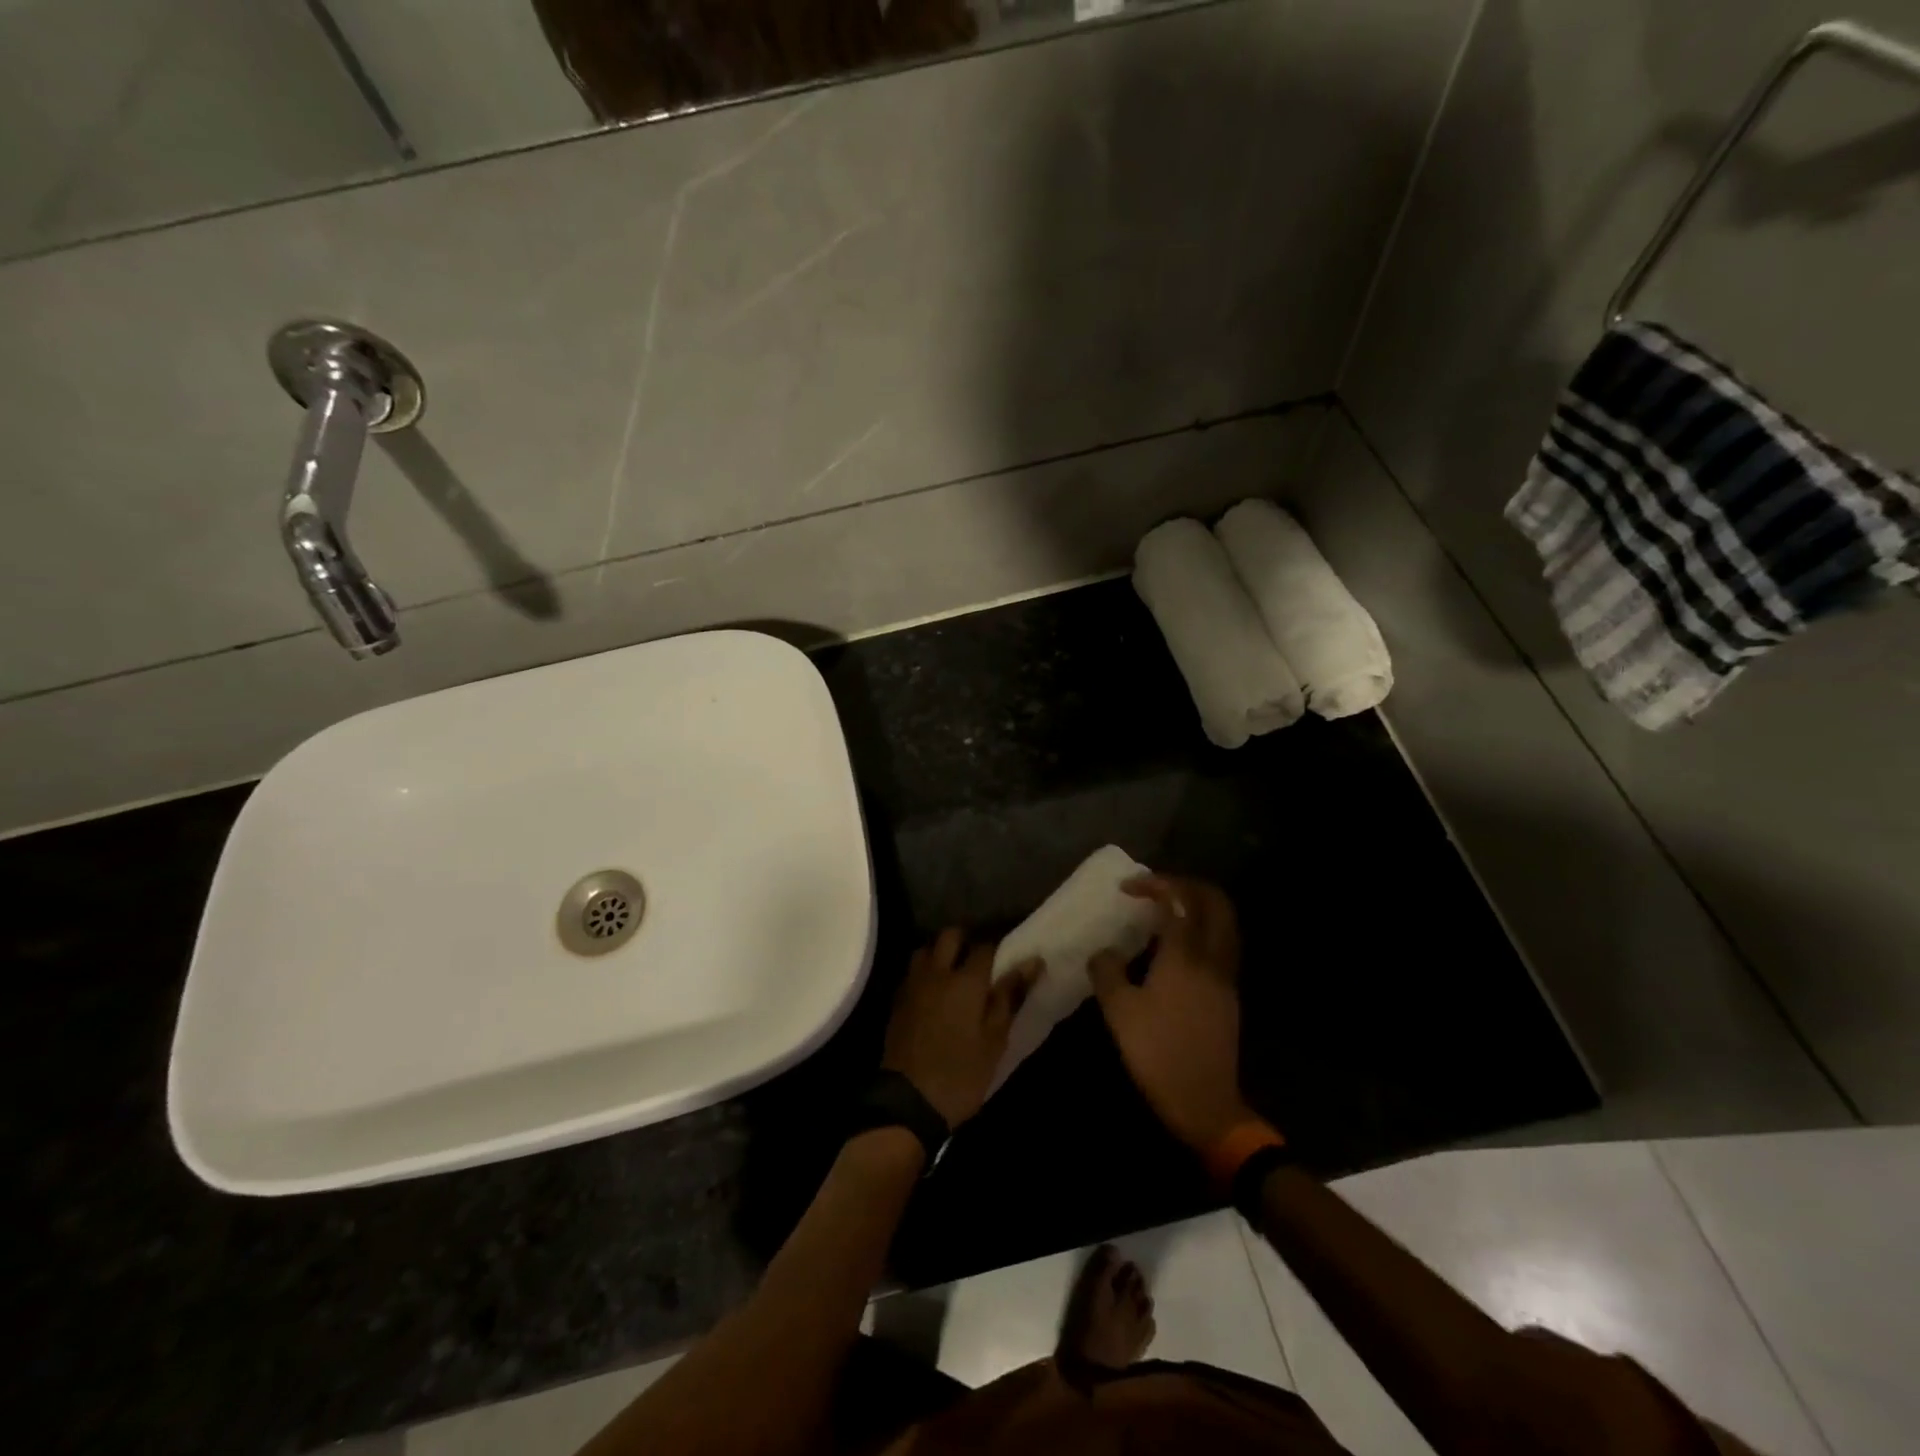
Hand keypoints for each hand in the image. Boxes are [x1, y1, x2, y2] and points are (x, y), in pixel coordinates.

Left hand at [882, 929, 1043, 1128]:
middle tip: (978, 962)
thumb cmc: (961, 1074)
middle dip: (966, 940)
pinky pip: (913, 971)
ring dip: (940, 953)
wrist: (908, 1102)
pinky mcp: (897, 1000)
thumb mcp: (995, 1040)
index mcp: (965, 981)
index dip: (998, 948)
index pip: (985, 947)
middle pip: (950, 936)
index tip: (1007, 958)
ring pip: (926, 949)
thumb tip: (1033, 962)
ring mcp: (913, 984)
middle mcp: (937, 973)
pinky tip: (934, 992)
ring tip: (953, 974)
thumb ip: (1009, 996)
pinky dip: (925, 972)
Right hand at [1088, 875, 1256, 1152]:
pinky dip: (1203, 929)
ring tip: (1168, 911)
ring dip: (1199, 905)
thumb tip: (1102, 952)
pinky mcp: (1229, 994)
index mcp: (1184, 956)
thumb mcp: (1118, 1012)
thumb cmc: (1157, 1053)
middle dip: (1186, 884)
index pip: (1178, 900)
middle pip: (1214, 902)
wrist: (1205, 1103)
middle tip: (1157, 888)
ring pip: (1224, 922)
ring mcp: (1225, 976)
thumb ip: (1107, 971)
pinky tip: (1177, 946)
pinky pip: (1222, 944)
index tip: (1128, 888)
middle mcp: (1211, 957)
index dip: (1154, 885)